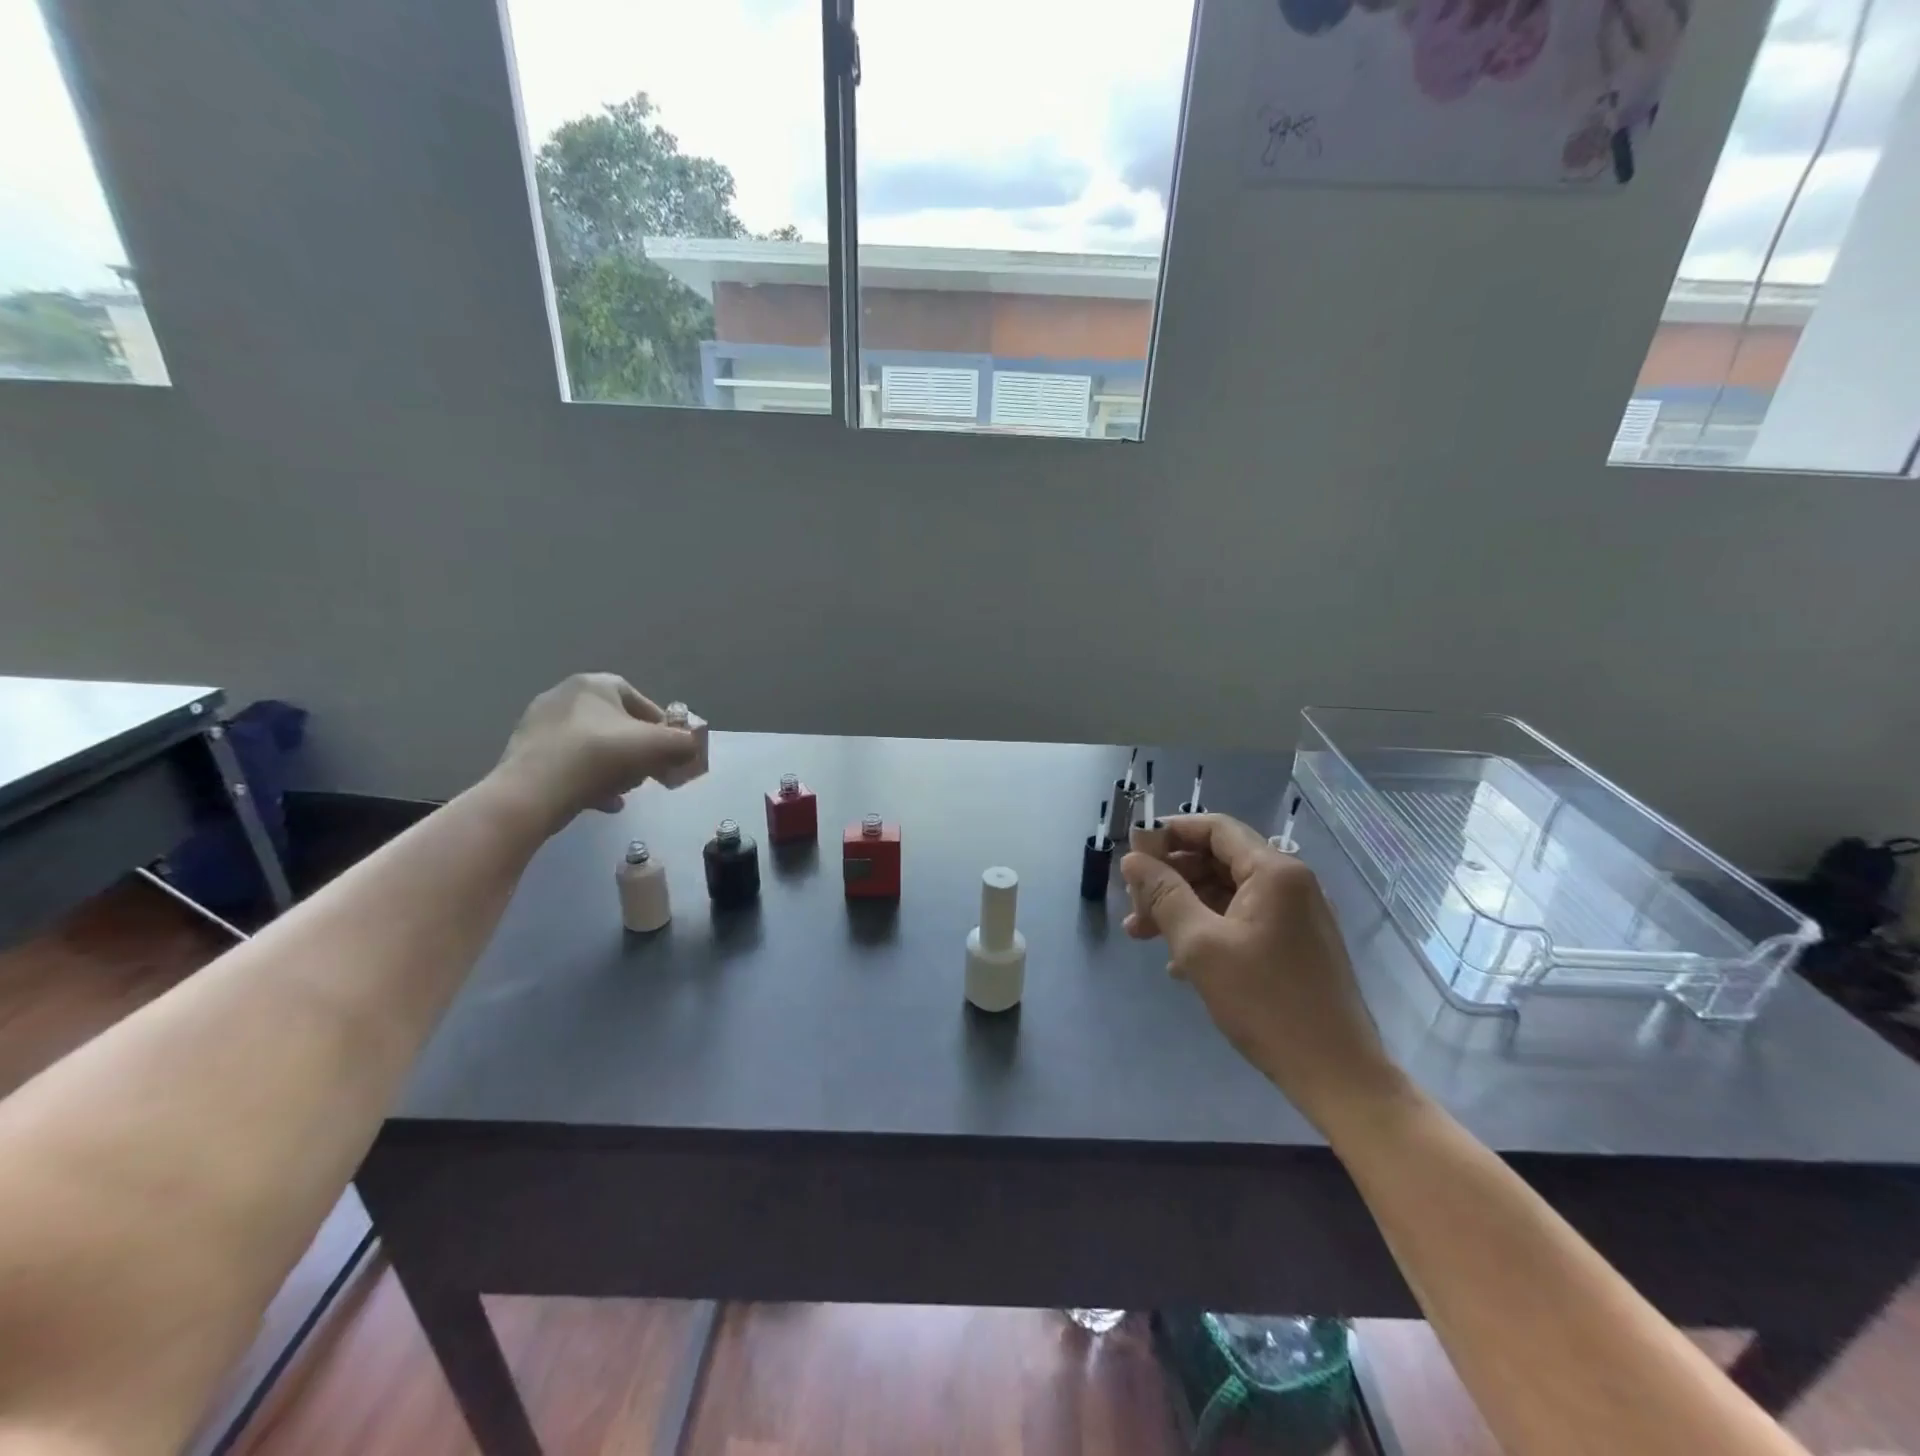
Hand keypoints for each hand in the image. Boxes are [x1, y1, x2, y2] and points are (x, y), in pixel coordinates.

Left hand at [492, 673, 699, 832]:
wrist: (533, 792)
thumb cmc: (600, 756)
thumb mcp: (657, 746)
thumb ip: (684, 743)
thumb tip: (693, 748)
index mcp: (593, 684)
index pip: (638, 699)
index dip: (661, 726)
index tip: (670, 751)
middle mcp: (563, 696)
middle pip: (616, 724)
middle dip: (638, 749)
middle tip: (650, 772)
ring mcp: (539, 725)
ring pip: (593, 746)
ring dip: (616, 767)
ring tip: (626, 789)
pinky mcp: (525, 754)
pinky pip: (570, 764)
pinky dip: (590, 780)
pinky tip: (604, 803)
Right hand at [1122, 814, 1401, 1126]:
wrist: (1336, 1073)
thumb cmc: (1265, 1002)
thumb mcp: (1200, 944)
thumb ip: (1163, 895)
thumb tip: (1133, 859)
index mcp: (1273, 871)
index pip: (1214, 828)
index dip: (1169, 833)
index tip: (1132, 853)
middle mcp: (1290, 882)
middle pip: (1218, 859)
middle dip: (1170, 877)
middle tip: (1133, 903)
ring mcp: (1296, 914)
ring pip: (1226, 892)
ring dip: (1183, 906)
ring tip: (1142, 935)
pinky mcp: (1295, 944)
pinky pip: (1243, 919)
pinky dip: (1208, 928)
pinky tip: (1179, 963)